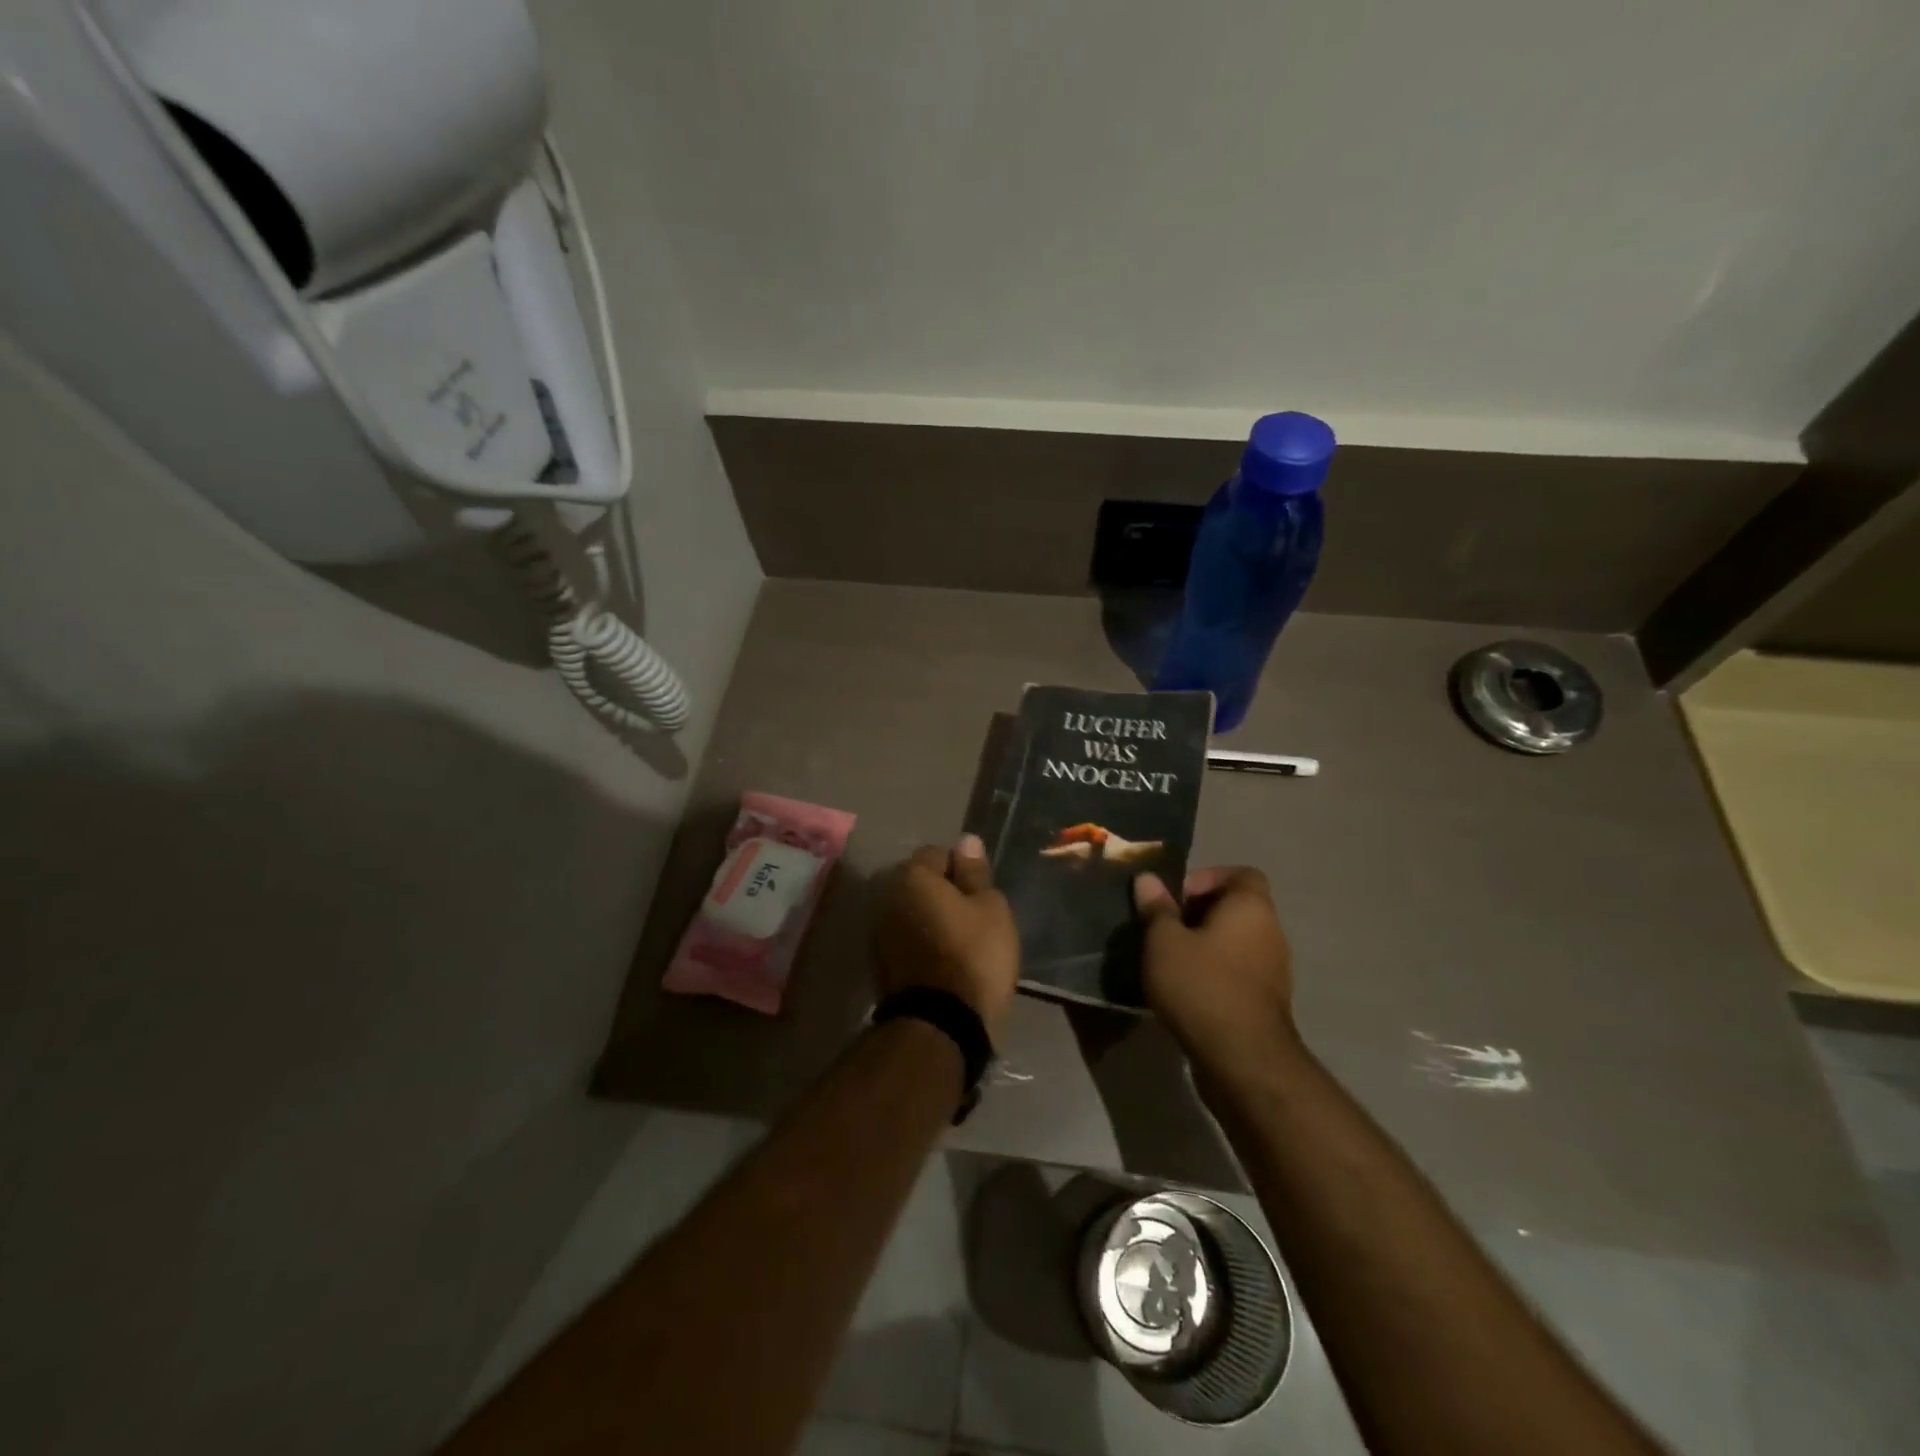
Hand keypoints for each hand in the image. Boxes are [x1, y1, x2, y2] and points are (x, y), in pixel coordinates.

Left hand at [873, 835, 1019, 1036]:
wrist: (940, 1026)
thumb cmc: (973, 956)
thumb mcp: (990, 908)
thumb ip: (975, 872)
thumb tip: (966, 841)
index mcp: (912, 876)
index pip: (939, 854)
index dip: (963, 870)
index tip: (982, 895)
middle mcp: (886, 896)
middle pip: (920, 882)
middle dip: (943, 892)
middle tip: (974, 917)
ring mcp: (878, 931)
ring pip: (912, 911)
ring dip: (931, 918)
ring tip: (961, 942)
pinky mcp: (879, 962)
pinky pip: (906, 938)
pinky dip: (922, 941)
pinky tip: (944, 961)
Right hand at [1132, 866, 1297, 1076]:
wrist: (1241, 1059)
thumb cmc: (1201, 985)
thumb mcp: (1164, 941)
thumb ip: (1156, 908)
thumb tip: (1148, 879)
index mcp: (1252, 907)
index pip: (1241, 874)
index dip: (1207, 878)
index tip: (1176, 899)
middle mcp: (1271, 932)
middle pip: (1235, 908)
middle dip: (1197, 914)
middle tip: (1163, 929)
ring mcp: (1273, 970)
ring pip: (1234, 943)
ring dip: (1204, 946)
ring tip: (1167, 960)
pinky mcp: (1265, 1003)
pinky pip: (1236, 973)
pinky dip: (1213, 974)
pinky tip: (1183, 990)